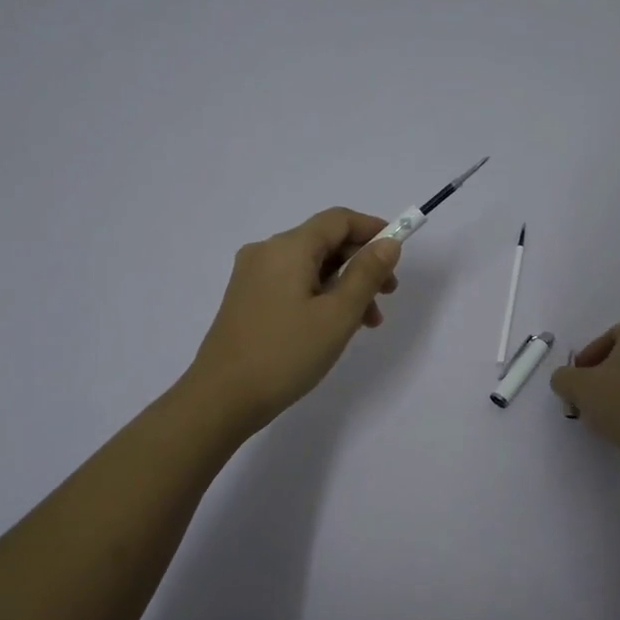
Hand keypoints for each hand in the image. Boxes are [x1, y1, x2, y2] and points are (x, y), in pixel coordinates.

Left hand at [183, 207, 402, 433]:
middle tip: (388, 296)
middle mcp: (267, 252)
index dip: (372, 229)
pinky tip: (333, 327)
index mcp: (288, 247)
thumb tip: (388, 243)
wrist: (221, 399)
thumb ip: (367, 274)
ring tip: (366, 323)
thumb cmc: (285, 354)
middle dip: (361, 264)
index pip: (338, 220)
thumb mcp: (337, 315)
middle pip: (324, 242)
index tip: (398, 253)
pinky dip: (320, 296)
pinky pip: (293, 284)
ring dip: (344, 285)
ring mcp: (253, 276)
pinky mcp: (247, 299)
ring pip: (310, 267)